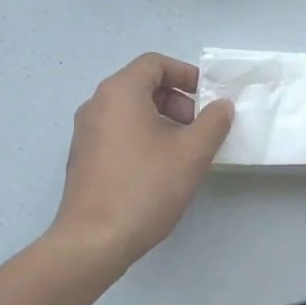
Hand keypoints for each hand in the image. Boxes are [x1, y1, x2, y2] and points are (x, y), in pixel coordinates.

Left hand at [52, 53, 233, 269]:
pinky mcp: (83, 158)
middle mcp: (97, 104)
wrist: (94, 240)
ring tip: (184, 151)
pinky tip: (160, 169)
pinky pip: (118, 132)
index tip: (208, 98)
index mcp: (119, 92)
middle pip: (142, 85)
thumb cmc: (145, 188)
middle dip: (176, 100)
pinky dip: (142, 137)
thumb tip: (222, 105)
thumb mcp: (191, 153)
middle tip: (199, 128)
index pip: (155, 63)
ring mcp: (85, 132)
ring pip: (130, 111)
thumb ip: (213, 122)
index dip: (186, 74)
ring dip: (162, 121)